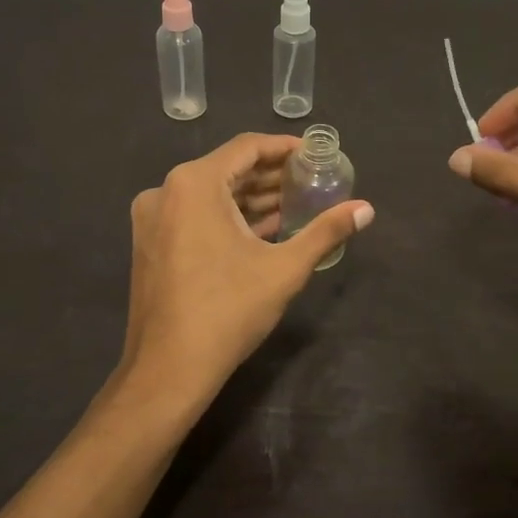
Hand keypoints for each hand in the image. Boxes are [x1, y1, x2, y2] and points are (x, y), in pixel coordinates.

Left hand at [116, 133, 373, 414]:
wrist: (168, 370)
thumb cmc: (228, 311)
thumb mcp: (284, 269)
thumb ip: (326, 231)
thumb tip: (367, 209)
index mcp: (194, 184)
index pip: (246, 148)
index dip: (284, 148)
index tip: (315, 154)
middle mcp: (166, 191)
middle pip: (227, 169)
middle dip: (271, 176)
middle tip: (311, 180)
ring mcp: (153, 218)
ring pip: (211, 194)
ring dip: (251, 198)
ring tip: (295, 204)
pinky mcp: (151, 243)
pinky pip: (195, 215)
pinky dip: (228, 217)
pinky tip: (263, 230)